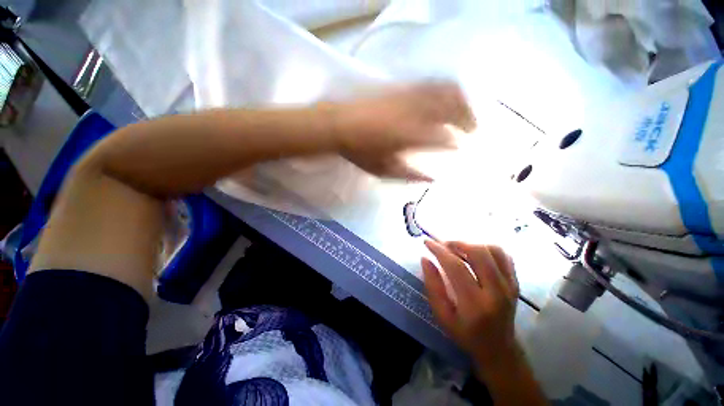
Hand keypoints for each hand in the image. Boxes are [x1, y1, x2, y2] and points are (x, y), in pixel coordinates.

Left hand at [332, 83, 474, 181]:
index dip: (456, 143)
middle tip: (473, 130)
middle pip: (452, 109)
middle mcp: (415, 114)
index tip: (461, 148)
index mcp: (411, 137)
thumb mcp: (383, 170)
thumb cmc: (360, 151)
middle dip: (468, 118)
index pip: (444, 138)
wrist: (339, 124)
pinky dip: (443, 89)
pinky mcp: (401, 87)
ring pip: (444, 91)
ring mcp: (409, 97)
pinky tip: (445, 97)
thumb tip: (431, 179)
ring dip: (460, 101)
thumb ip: (410, 174)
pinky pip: (428, 83)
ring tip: (465, 112)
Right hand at [422, 240, 519, 367]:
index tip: (427, 242)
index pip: (456, 267)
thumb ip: (432, 286)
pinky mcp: (515, 283)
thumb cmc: (465, 334)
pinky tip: (475, 254)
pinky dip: (487, 248)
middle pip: (478, 253)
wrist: (499, 349)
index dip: (439, 251)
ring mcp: (509, 286)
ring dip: (471, 244)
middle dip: (457, 243)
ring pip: (493, 250)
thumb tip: (425, 259)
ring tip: (458, 249)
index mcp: (475, 304)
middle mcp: (496, 292)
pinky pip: (503, 256)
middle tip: (443, 245)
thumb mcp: (442, 315)